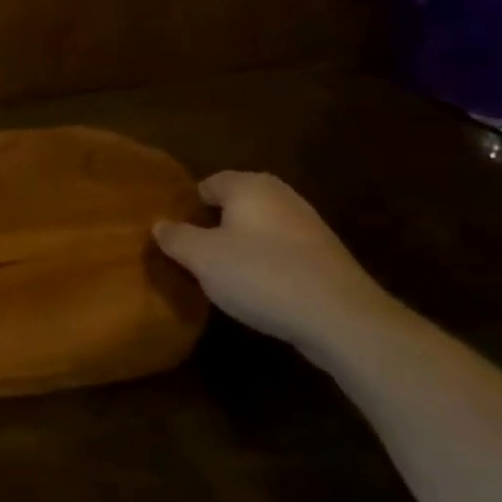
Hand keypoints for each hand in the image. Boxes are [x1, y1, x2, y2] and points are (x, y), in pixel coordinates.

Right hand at [154, 171, 401, 361]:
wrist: (341, 317)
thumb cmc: (261, 275)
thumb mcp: (203, 258)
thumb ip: (176, 238)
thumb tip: (160, 225)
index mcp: (248, 185)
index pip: (206, 184)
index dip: (187, 208)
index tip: (174, 237)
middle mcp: (279, 194)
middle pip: (234, 206)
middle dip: (213, 228)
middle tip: (194, 258)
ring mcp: (307, 224)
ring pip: (259, 229)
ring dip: (241, 248)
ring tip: (224, 278)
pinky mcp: (325, 255)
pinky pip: (281, 252)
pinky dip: (267, 265)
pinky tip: (260, 291)